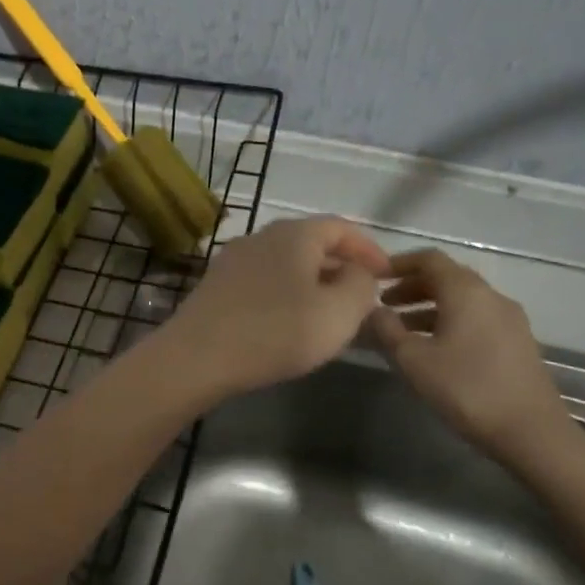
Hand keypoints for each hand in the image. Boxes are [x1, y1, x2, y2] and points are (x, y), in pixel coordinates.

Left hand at [162, 216, 391, 397]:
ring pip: (285, 263)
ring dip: (312, 282)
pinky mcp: (216, 286)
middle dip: (340, 267)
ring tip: (328, 313)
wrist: (197, 357)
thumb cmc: (276, 332)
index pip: (340, 227)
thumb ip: (361, 285)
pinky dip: (285, 294)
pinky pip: (263, 281)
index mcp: (294, 234)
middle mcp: (260, 237)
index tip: (387, 276)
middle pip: (310, 243)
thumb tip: (357, 272)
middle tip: (360, 297)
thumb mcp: (339, 312)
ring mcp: (233, 260)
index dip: (368, 249)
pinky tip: (288, 322)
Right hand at [367, 248, 571, 458]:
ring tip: (402, 330)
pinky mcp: (517, 342)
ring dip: (429, 307)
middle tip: (384, 305)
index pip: (429, 259)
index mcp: (466, 291)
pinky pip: (476, 318)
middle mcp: (491, 296)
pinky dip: (449, 321)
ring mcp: (509, 319)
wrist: (531, 432)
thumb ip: (387, 329)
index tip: (373, 278)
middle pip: (447, 277)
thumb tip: (372, 309)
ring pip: (462, 300)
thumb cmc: (466, 389)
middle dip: (412, 287)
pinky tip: (434, 348)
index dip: (398, 263)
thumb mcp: (413, 360)